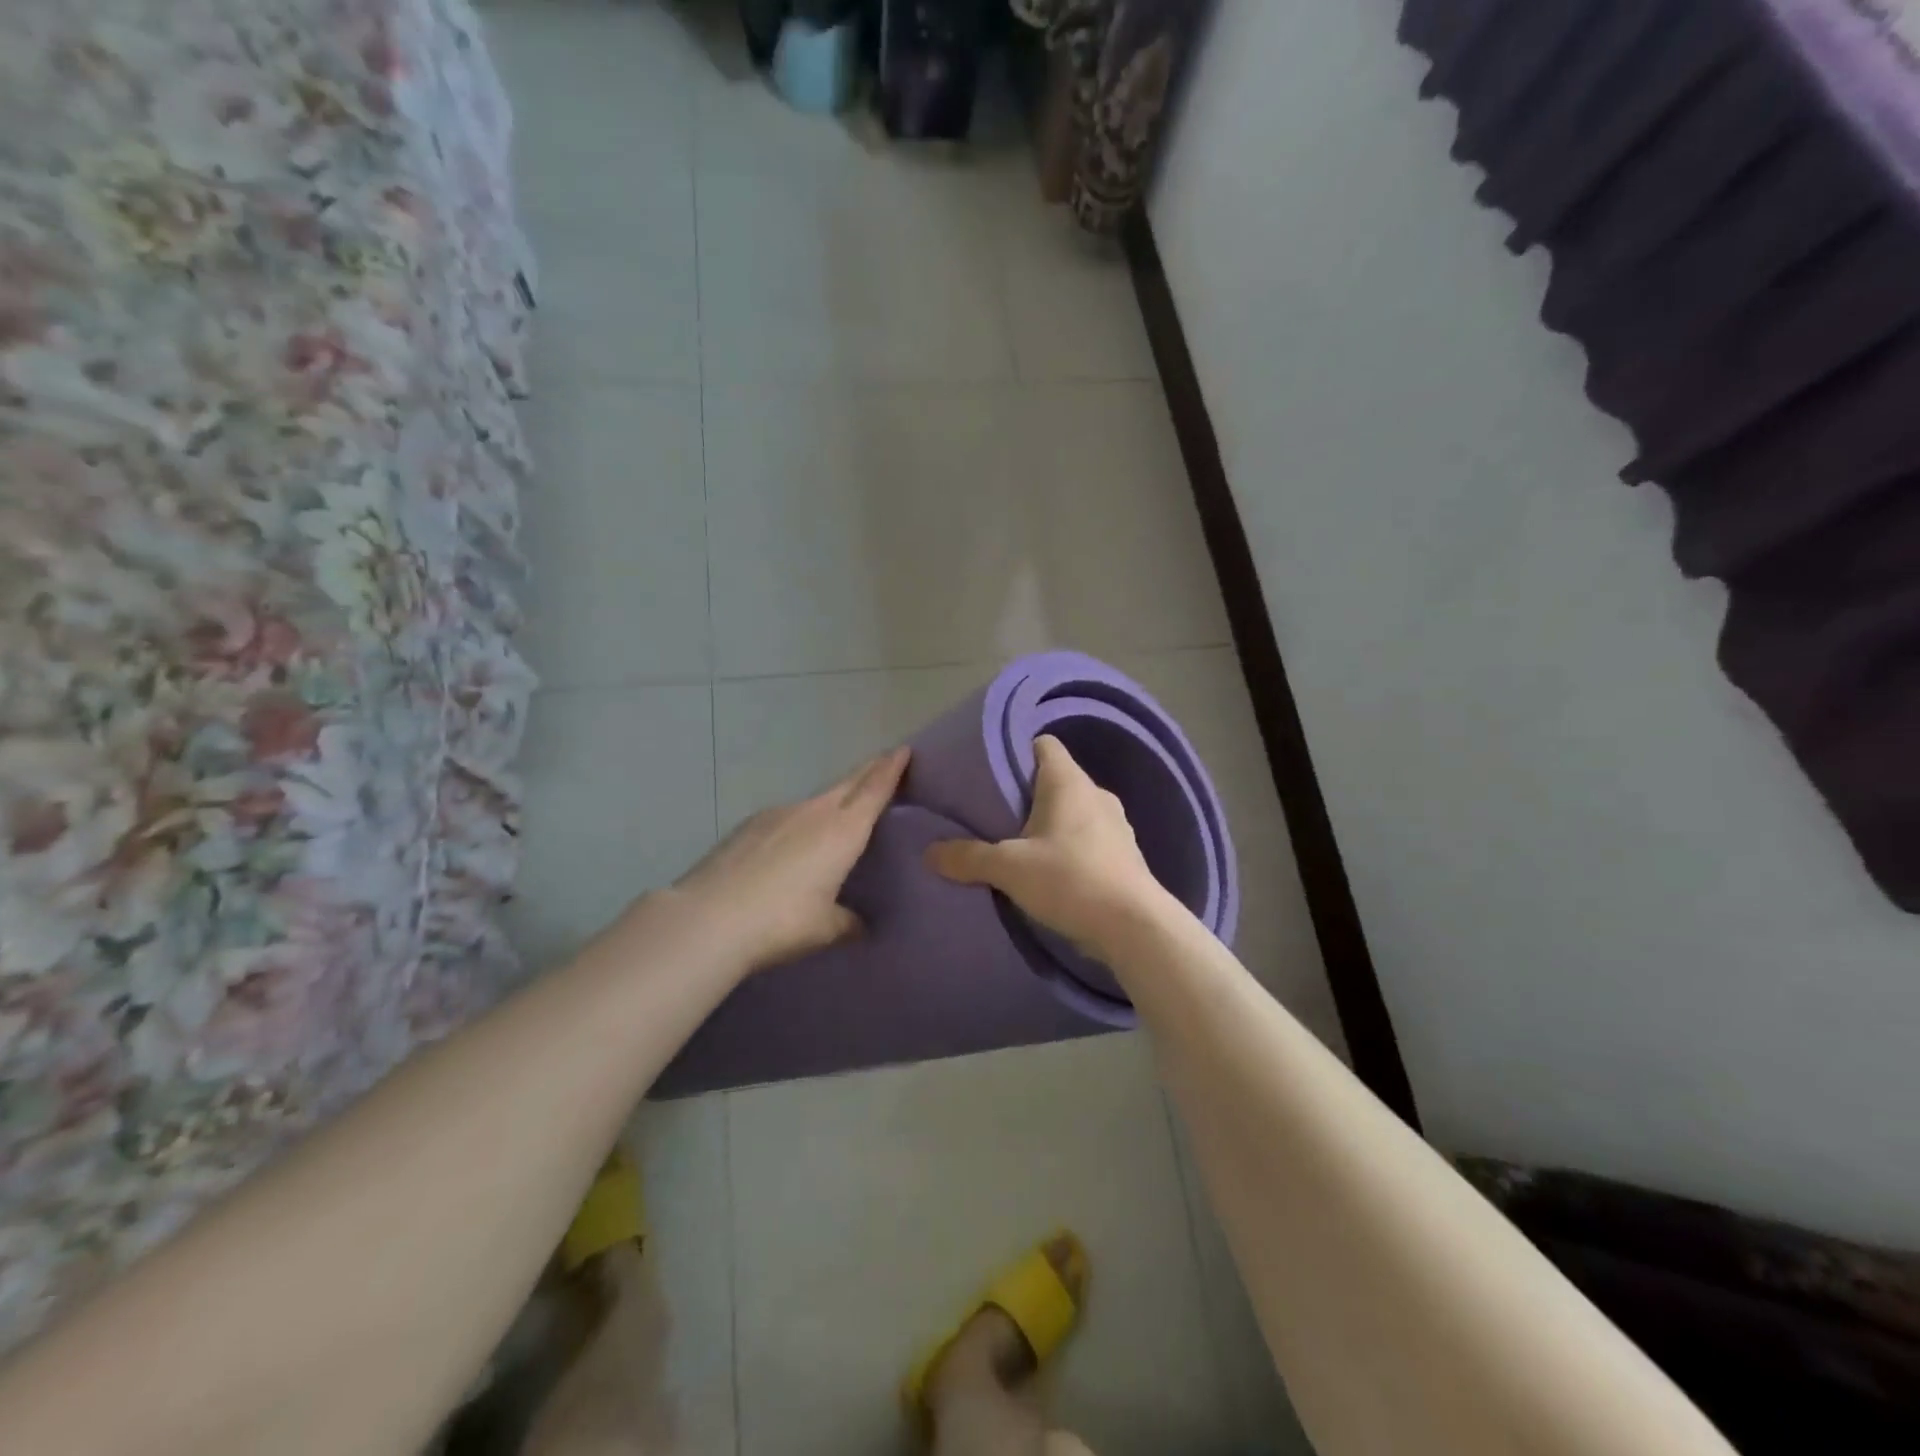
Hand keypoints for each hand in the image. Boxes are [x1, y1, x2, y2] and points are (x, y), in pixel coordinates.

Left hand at [670, 746, 909, 974]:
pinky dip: (800, 821)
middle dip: (869, 771)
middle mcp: (814, 813)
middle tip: (885, 761)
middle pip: (848, 783)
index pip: (874, 790)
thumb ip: (848, 923)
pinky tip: (791, 843)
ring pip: (816, 799)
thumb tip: (860, 925)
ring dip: (833, 799)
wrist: (708, 918)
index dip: (891, 768)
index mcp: (843, 831)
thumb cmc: (781, 922)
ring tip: (839, 812)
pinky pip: (786, 816)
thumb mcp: (824, 929)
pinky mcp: (749, 826)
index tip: (903, 749)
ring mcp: (778, 814)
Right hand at [926, 736, 1172, 962]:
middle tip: (992, 813)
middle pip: (1055, 779)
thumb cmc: (1070, 880)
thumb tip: (929, 852)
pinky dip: (1068, 847)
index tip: (989, 771)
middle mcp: (1096, 794)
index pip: (1043, 744)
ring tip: (1018, 845)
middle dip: (1025, 794)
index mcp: (1069, 782)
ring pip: (1073, 811)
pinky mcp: (1125, 855)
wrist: (1134, 927)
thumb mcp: (1009, 868)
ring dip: (1049, 824)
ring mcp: (1116, 825)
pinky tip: (1050, 872)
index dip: (1016, 751)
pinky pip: (1088, 839)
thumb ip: (968, 857)